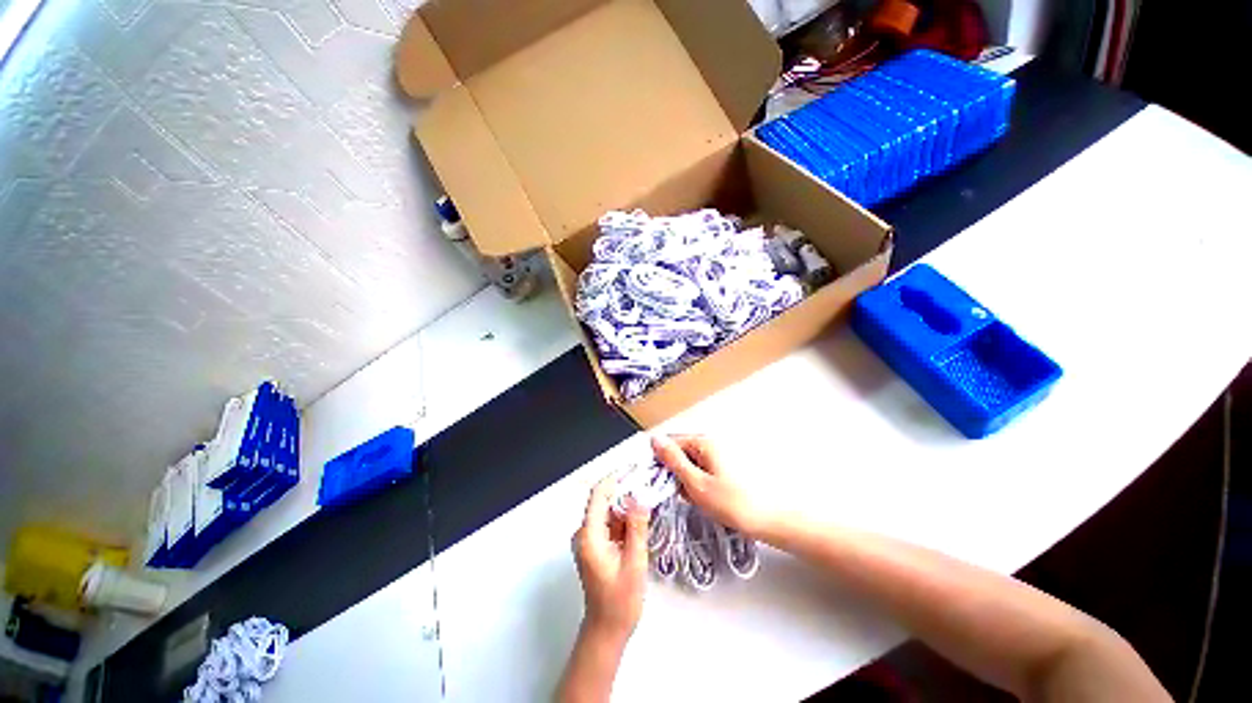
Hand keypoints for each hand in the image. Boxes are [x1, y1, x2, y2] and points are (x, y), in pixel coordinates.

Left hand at [572, 474, 649, 643]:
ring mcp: (589, 539)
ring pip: (609, 511)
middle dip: (626, 491)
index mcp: (589, 536)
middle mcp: (585, 534)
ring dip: (627, 506)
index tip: (634, 470)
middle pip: (604, 501)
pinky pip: (610, 523)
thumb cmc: (619, 602)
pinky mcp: (595, 545)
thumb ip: (636, 527)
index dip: (615, 478)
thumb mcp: (634, 563)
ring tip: (648, 502)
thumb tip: (639, 497)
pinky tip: (641, 522)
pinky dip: (625, 519)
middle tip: (648, 486)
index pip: (598, 494)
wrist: (607, 630)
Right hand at [652, 434, 778, 539]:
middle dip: (676, 472)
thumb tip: (655, 440)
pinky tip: (708, 498)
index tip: (657, 481)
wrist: (772, 520)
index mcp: (703, 442)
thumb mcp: (696, 484)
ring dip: (687, 479)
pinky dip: (700, 482)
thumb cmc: (733, 504)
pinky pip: (703, 470)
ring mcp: (720, 454)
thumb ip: (673, 460)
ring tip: (697, 498)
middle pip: (680, 452)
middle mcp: (711, 442)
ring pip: (691, 463)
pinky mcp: (726, 466)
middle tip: (682, 493)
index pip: (670, 442)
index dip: (660, 461)